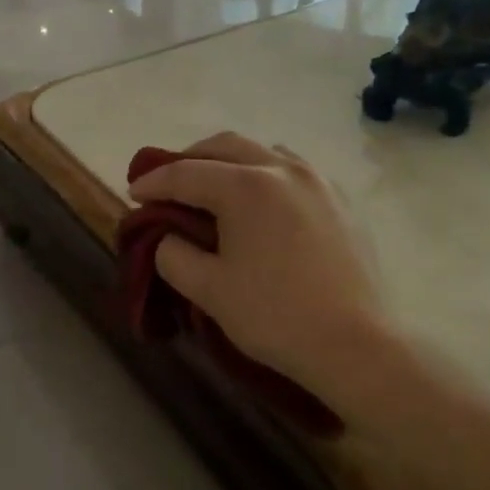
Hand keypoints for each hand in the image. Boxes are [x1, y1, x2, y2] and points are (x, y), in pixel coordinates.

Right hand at [127, 133, 396, 413]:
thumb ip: (174, 255)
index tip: (133, 192)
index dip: (154, 182)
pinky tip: (261, 201)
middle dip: (190, 159)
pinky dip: (265, 174)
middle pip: (224, 146)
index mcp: (246, 185)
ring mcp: (317, 180)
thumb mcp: (209, 290)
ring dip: (230, 161)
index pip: (186, 173)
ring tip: (214, 187)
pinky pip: (293, 170)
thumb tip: (168, 237)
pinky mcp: (341, 200)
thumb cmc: (276, 316)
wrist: (356, 344)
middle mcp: (282, 168)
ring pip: (262, 151)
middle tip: (168, 182)